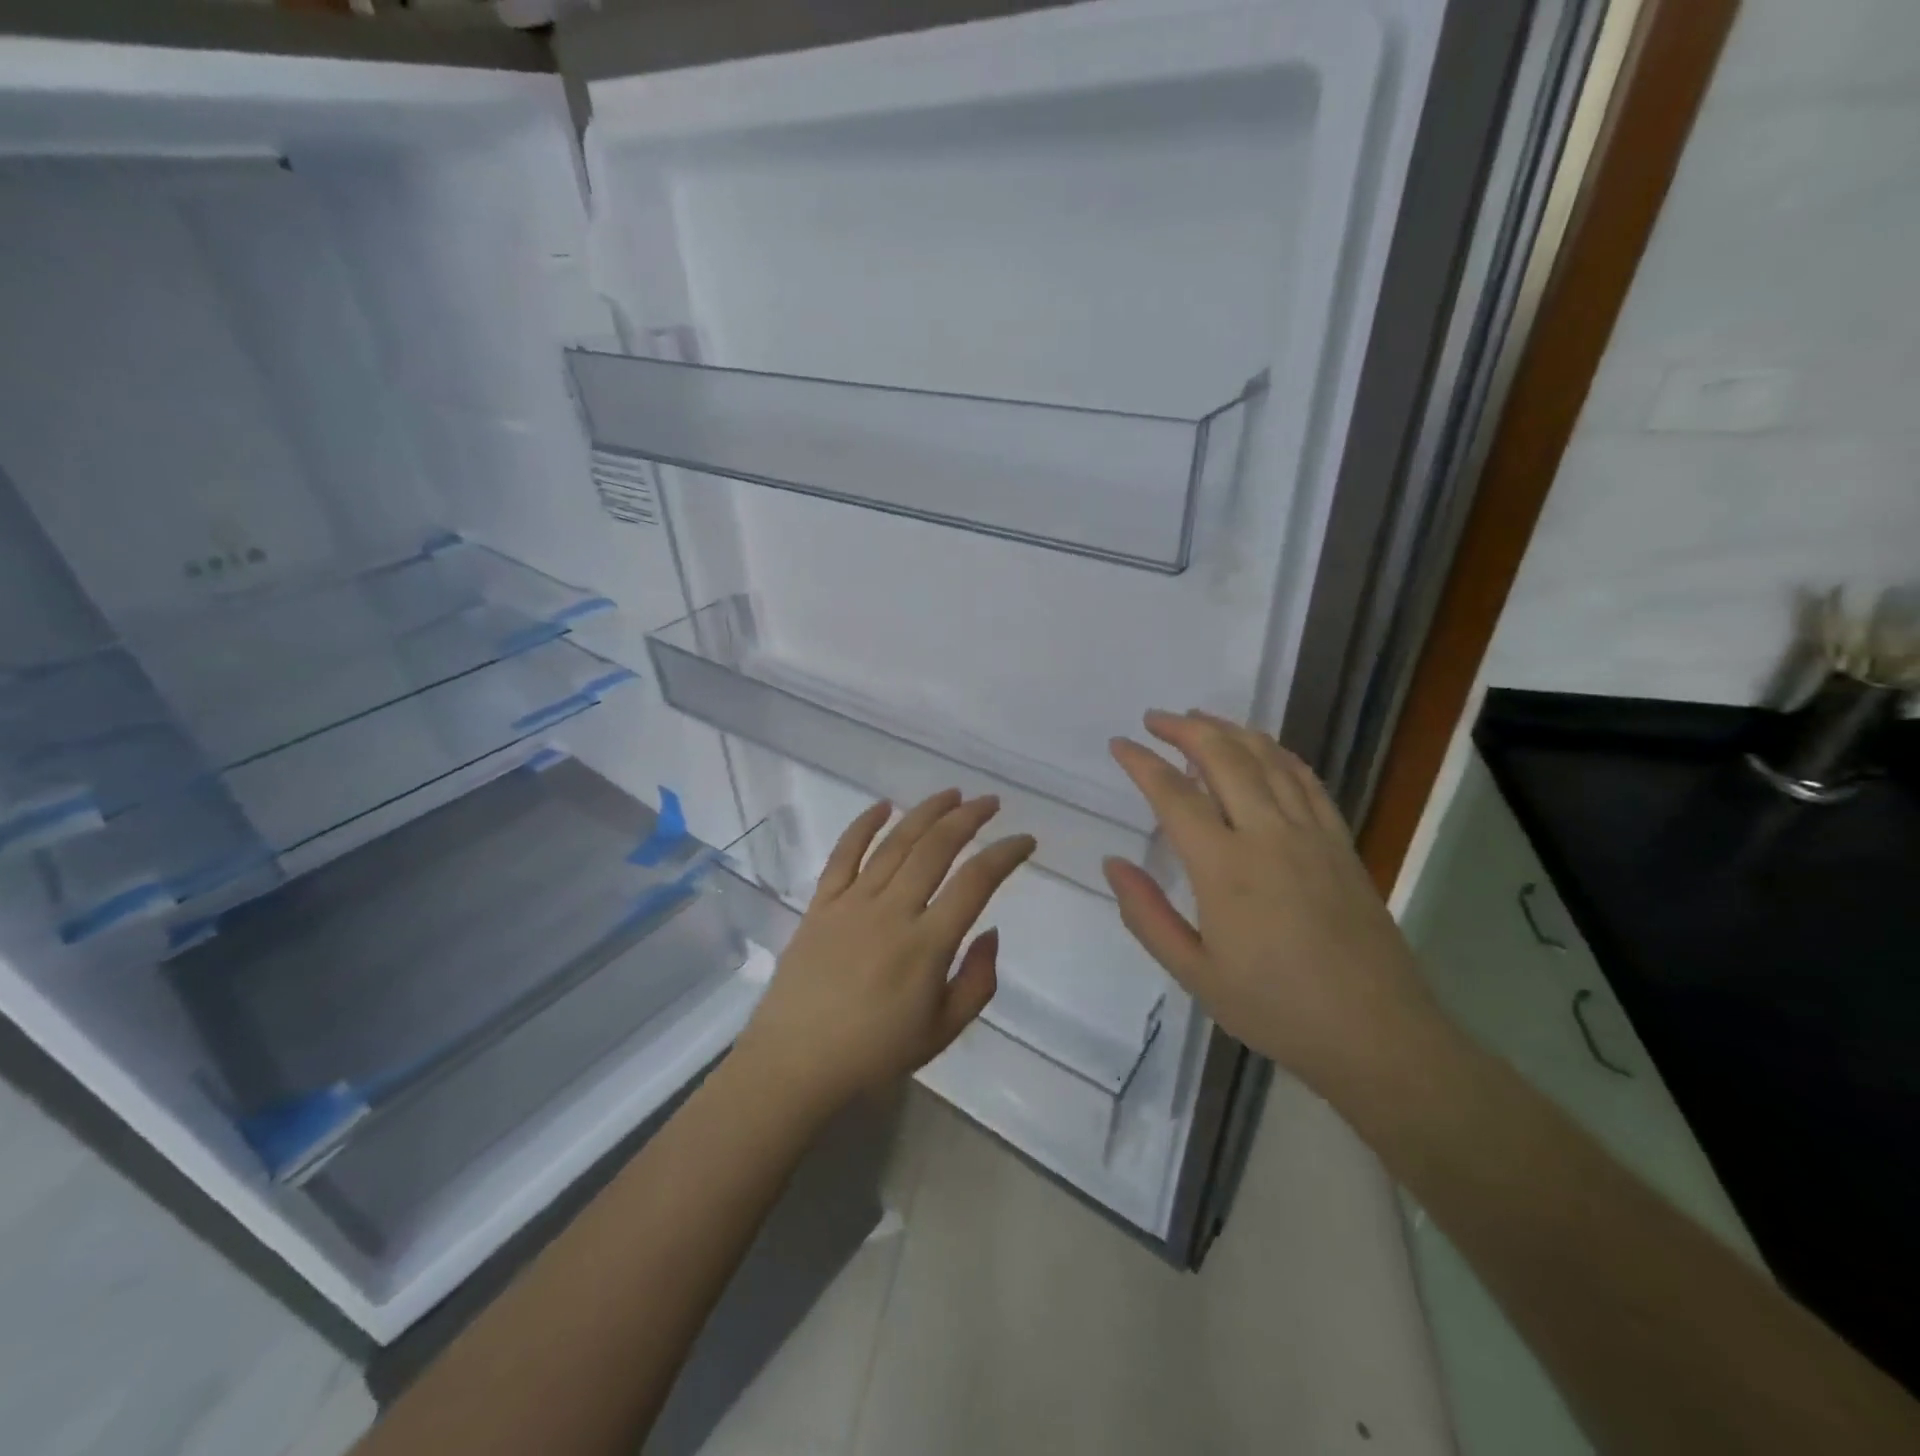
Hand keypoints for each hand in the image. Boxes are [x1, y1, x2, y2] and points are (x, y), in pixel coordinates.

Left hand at [735, 790, 1035, 1116]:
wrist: (795, 1063)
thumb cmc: (873, 1054)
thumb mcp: (942, 1033)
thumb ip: (977, 981)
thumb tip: (991, 932)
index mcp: (926, 945)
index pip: (975, 883)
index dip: (1004, 854)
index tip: (1025, 841)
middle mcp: (892, 911)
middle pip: (936, 848)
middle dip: (968, 818)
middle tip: (990, 803)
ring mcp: (852, 903)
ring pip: (895, 843)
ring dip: (926, 812)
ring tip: (951, 794)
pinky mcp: (822, 903)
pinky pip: (844, 854)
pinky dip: (863, 825)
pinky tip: (883, 805)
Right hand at [1104, 710, 1436, 1097]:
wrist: (1375, 1033)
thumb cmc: (1275, 1008)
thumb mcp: (1193, 973)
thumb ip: (1146, 915)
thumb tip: (1113, 864)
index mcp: (1224, 867)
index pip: (1174, 795)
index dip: (1142, 763)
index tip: (1120, 745)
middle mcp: (1267, 834)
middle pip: (1223, 758)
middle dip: (1184, 729)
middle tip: (1155, 720)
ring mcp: (1310, 833)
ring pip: (1267, 758)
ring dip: (1229, 730)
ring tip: (1200, 719)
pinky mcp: (1340, 842)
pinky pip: (1306, 780)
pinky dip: (1277, 753)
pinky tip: (1262, 750)